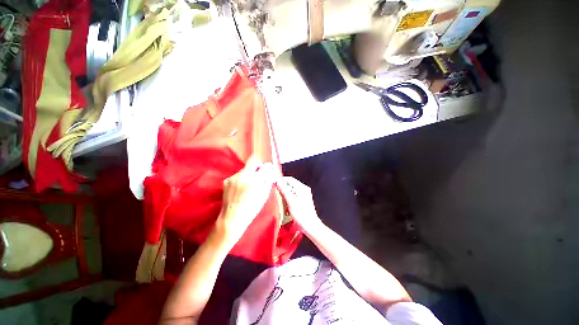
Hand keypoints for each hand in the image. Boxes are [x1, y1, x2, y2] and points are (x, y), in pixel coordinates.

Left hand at [216, 157, 276, 246]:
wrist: (232, 218)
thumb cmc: (251, 208)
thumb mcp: (263, 194)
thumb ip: (267, 180)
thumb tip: (269, 170)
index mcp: (251, 179)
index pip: (259, 164)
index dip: (264, 165)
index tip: (267, 169)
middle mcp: (240, 175)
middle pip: (251, 165)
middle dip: (257, 170)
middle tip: (260, 178)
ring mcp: (232, 177)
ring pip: (244, 171)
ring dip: (249, 174)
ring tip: (250, 185)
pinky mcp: (226, 181)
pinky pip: (237, 176)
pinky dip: (242, 179)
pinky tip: (242, 188)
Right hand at [276, 177, 323, 234]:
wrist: (310, 226)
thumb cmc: (301, 214)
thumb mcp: (291, 201)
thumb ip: (284, 190)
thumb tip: (278, 182)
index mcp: (302, 188)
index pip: (290, 179)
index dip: (281, 180)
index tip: (274, 184)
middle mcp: (304, 189)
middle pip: (291, 184)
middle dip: (283, 187)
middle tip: (275, 191)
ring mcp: (304, 195)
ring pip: (292, 190)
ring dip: (285, 192)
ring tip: (278, 197)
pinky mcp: (303, 200)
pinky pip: (294, 195)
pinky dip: (288, 197)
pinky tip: (285, 202)